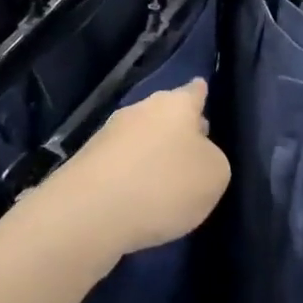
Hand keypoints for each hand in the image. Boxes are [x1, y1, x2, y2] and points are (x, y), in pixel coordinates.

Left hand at [55, 80, 229, 255]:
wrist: (90, 212)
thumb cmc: (164, 185)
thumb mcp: (214, 175)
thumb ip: (212, 158)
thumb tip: (196, 155)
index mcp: (175, 104)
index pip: (194, 91)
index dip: (200, 93)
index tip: (202, 90)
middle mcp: (141, 109)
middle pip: (165, 114)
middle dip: (177, 130)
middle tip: (193, 151)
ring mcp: (109, 134)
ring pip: (141, 138)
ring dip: (152, 154)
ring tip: (166, 182)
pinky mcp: (88, 162)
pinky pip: (121, 164)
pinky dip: (132, 177)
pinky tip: (139, 199)